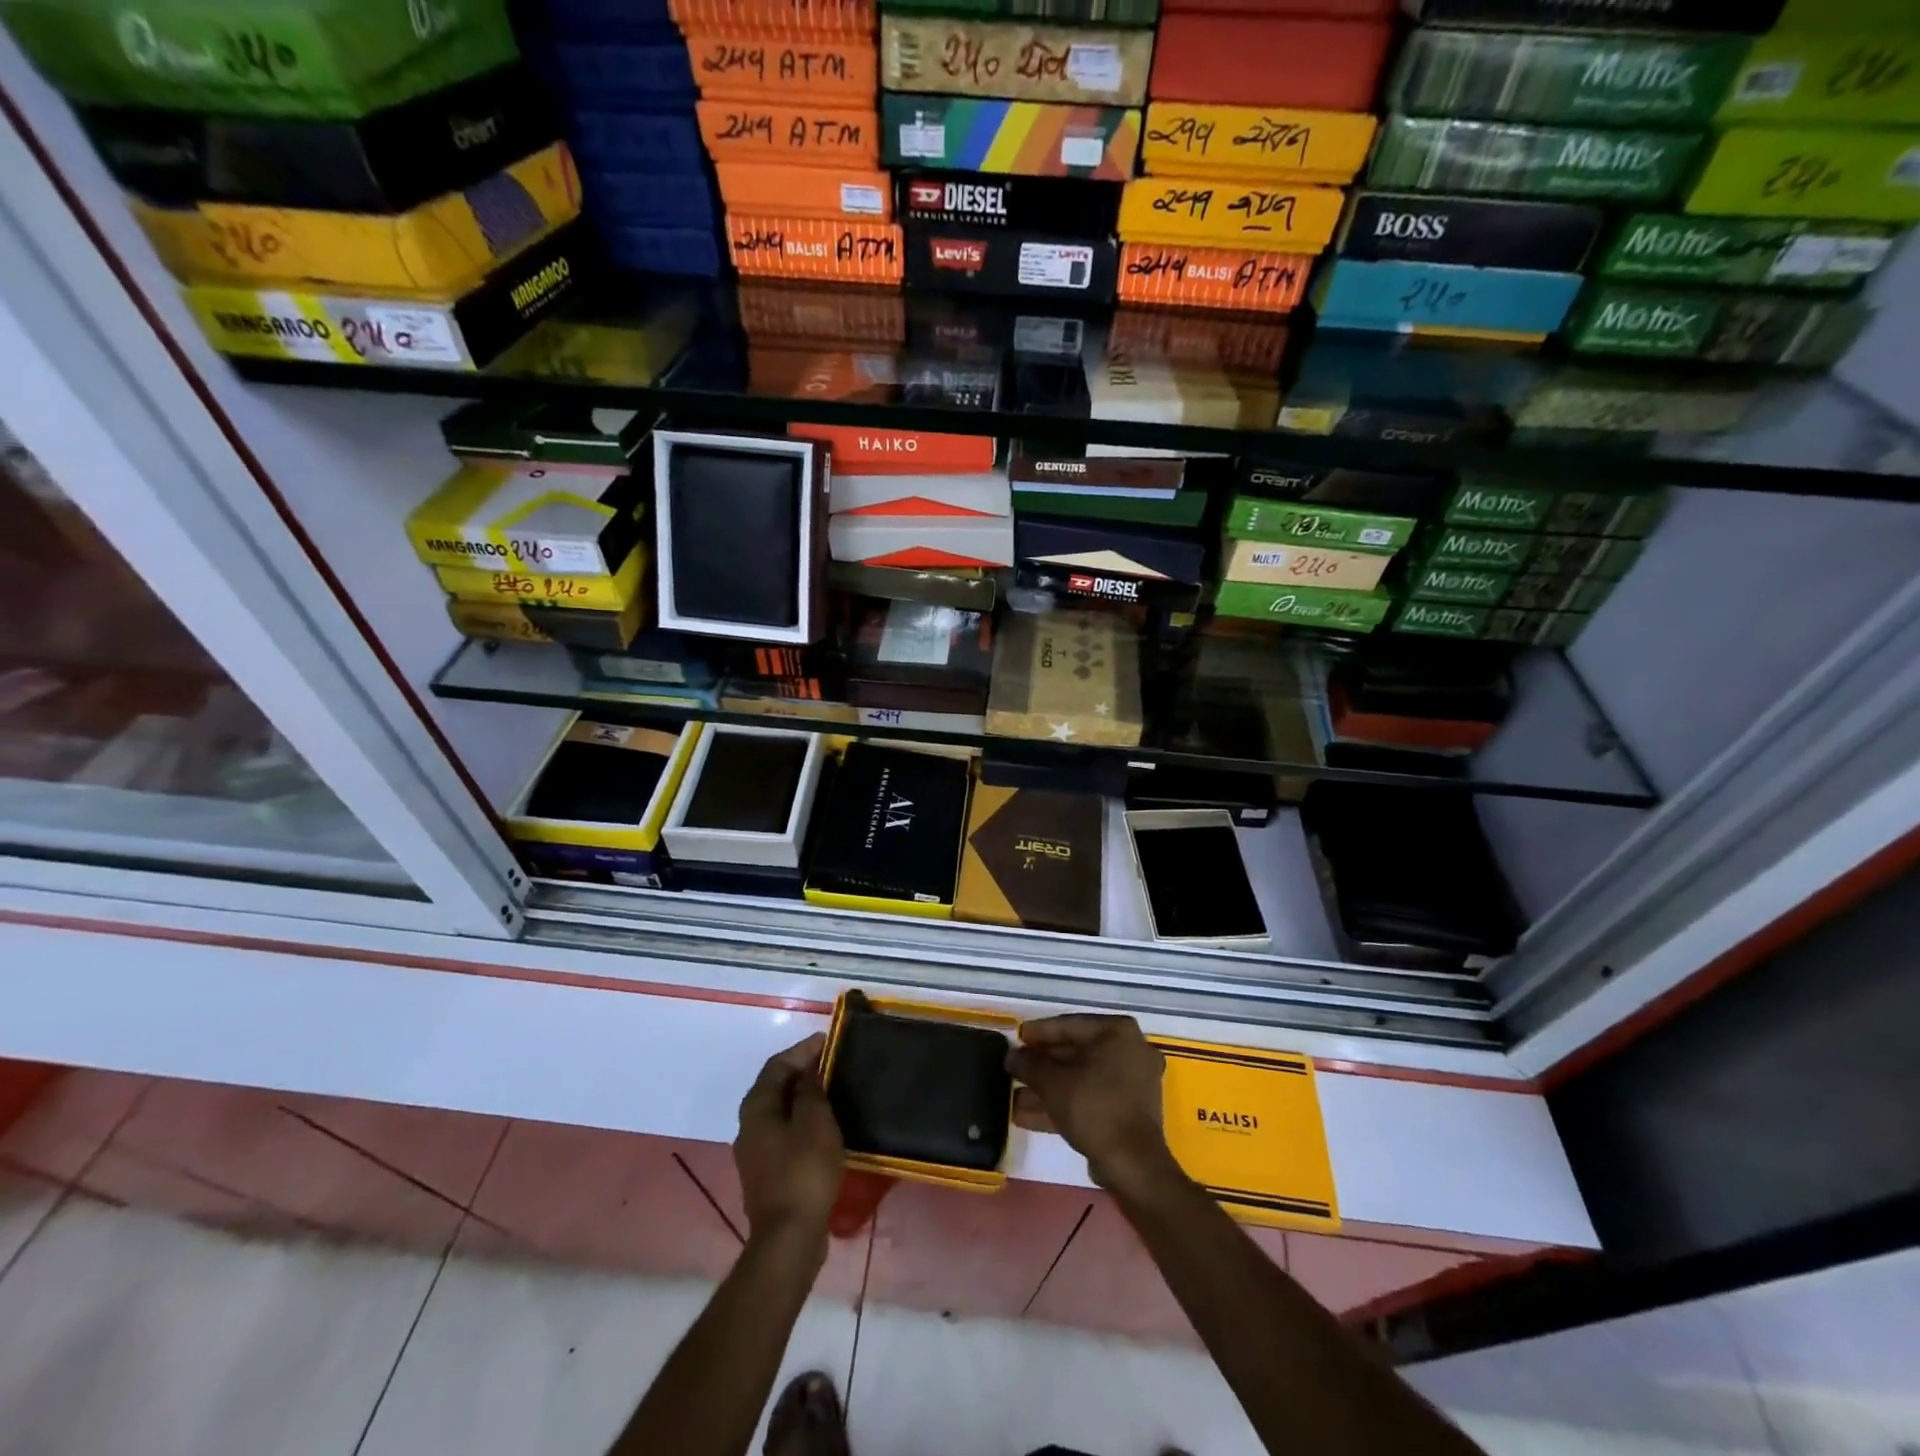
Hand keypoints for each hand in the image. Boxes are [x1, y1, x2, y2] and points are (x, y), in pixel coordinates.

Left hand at [734, 1034, 843, 1249]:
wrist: (788, 1238)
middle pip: (775, 1086)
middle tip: (832, 1063)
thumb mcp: (815, 1122)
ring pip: (779, 1111)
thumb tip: (809, 1070)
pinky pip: (784, 1133)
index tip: (829, 1041)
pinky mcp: (767, 1173)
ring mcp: (755, 1152)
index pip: (778, 1064)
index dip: (802, 1049)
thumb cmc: (803, 1171)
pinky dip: (802, 1121)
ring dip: (803, 1097)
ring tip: (832, 1091)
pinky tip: (824, 1126)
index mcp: (757, 1107)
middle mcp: (748, 1125)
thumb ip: (810, 1090)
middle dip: (802, 1071)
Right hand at [1007, 1015, 1175, 1196]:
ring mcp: (1132, 1082)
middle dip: (1041, 1065)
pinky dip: (1063, 1103)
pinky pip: (1090, 1098)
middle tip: (1014, 1067)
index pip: (1069, 1025)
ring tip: (1012, 1095)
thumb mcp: (1053, 1083)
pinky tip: (1026, 1115)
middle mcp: (1130, 1051)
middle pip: (1075, 1052)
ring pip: (1081, 1078)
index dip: (1038, 1032)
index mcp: (1118, 1032)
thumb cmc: (1094, 1108)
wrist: (1132, 1165)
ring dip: (1047, 1088)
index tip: (1017, 1037)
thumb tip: (1011, 1055)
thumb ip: (1029, 1064)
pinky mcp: (1128, 1110)